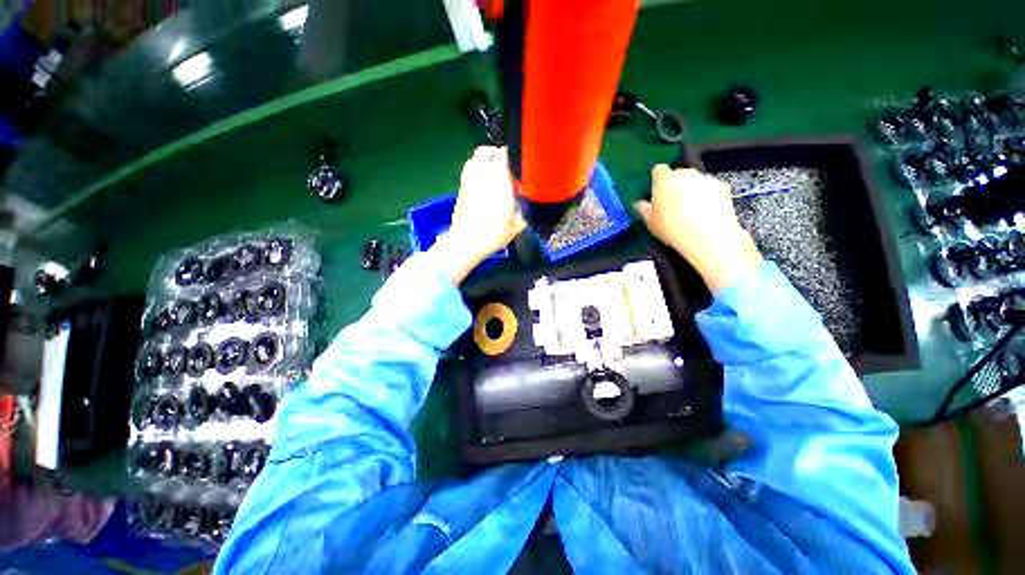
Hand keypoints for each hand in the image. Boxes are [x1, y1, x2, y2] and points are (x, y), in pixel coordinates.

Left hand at [430, 146, 525, 284]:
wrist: (467, 241)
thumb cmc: (494, 232)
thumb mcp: (518, 224)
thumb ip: (527, 210)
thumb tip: (534, 203)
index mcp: (498, 178)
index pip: (505, 153)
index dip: (514, 154)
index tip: (521, 162)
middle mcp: (482, 173)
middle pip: (486, 151)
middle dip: (497, 154)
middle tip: (507, 164)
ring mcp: (468, 179)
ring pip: (475, 158)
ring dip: (485, 160)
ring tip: (494, 170)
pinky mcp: (460, 187)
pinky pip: (468, 170)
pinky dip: (476, 170)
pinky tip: (482, 182)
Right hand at [634, 164, 762, 292]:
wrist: (709, 237)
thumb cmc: (673, 229)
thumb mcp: (651, 223)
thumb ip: (644, 210)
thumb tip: (641, 205)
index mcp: (664, 180)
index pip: (658, 170)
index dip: (657, 180)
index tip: (656, 191)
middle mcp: (685, 174)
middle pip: (677, 174)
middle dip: (674, 186)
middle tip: (670, 205)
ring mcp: (705, 179)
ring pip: (694, 181)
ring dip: (690, 191)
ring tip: (688, 212)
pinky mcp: (722, 187)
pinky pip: (709, 188)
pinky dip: (706, 196)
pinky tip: (703, 213)